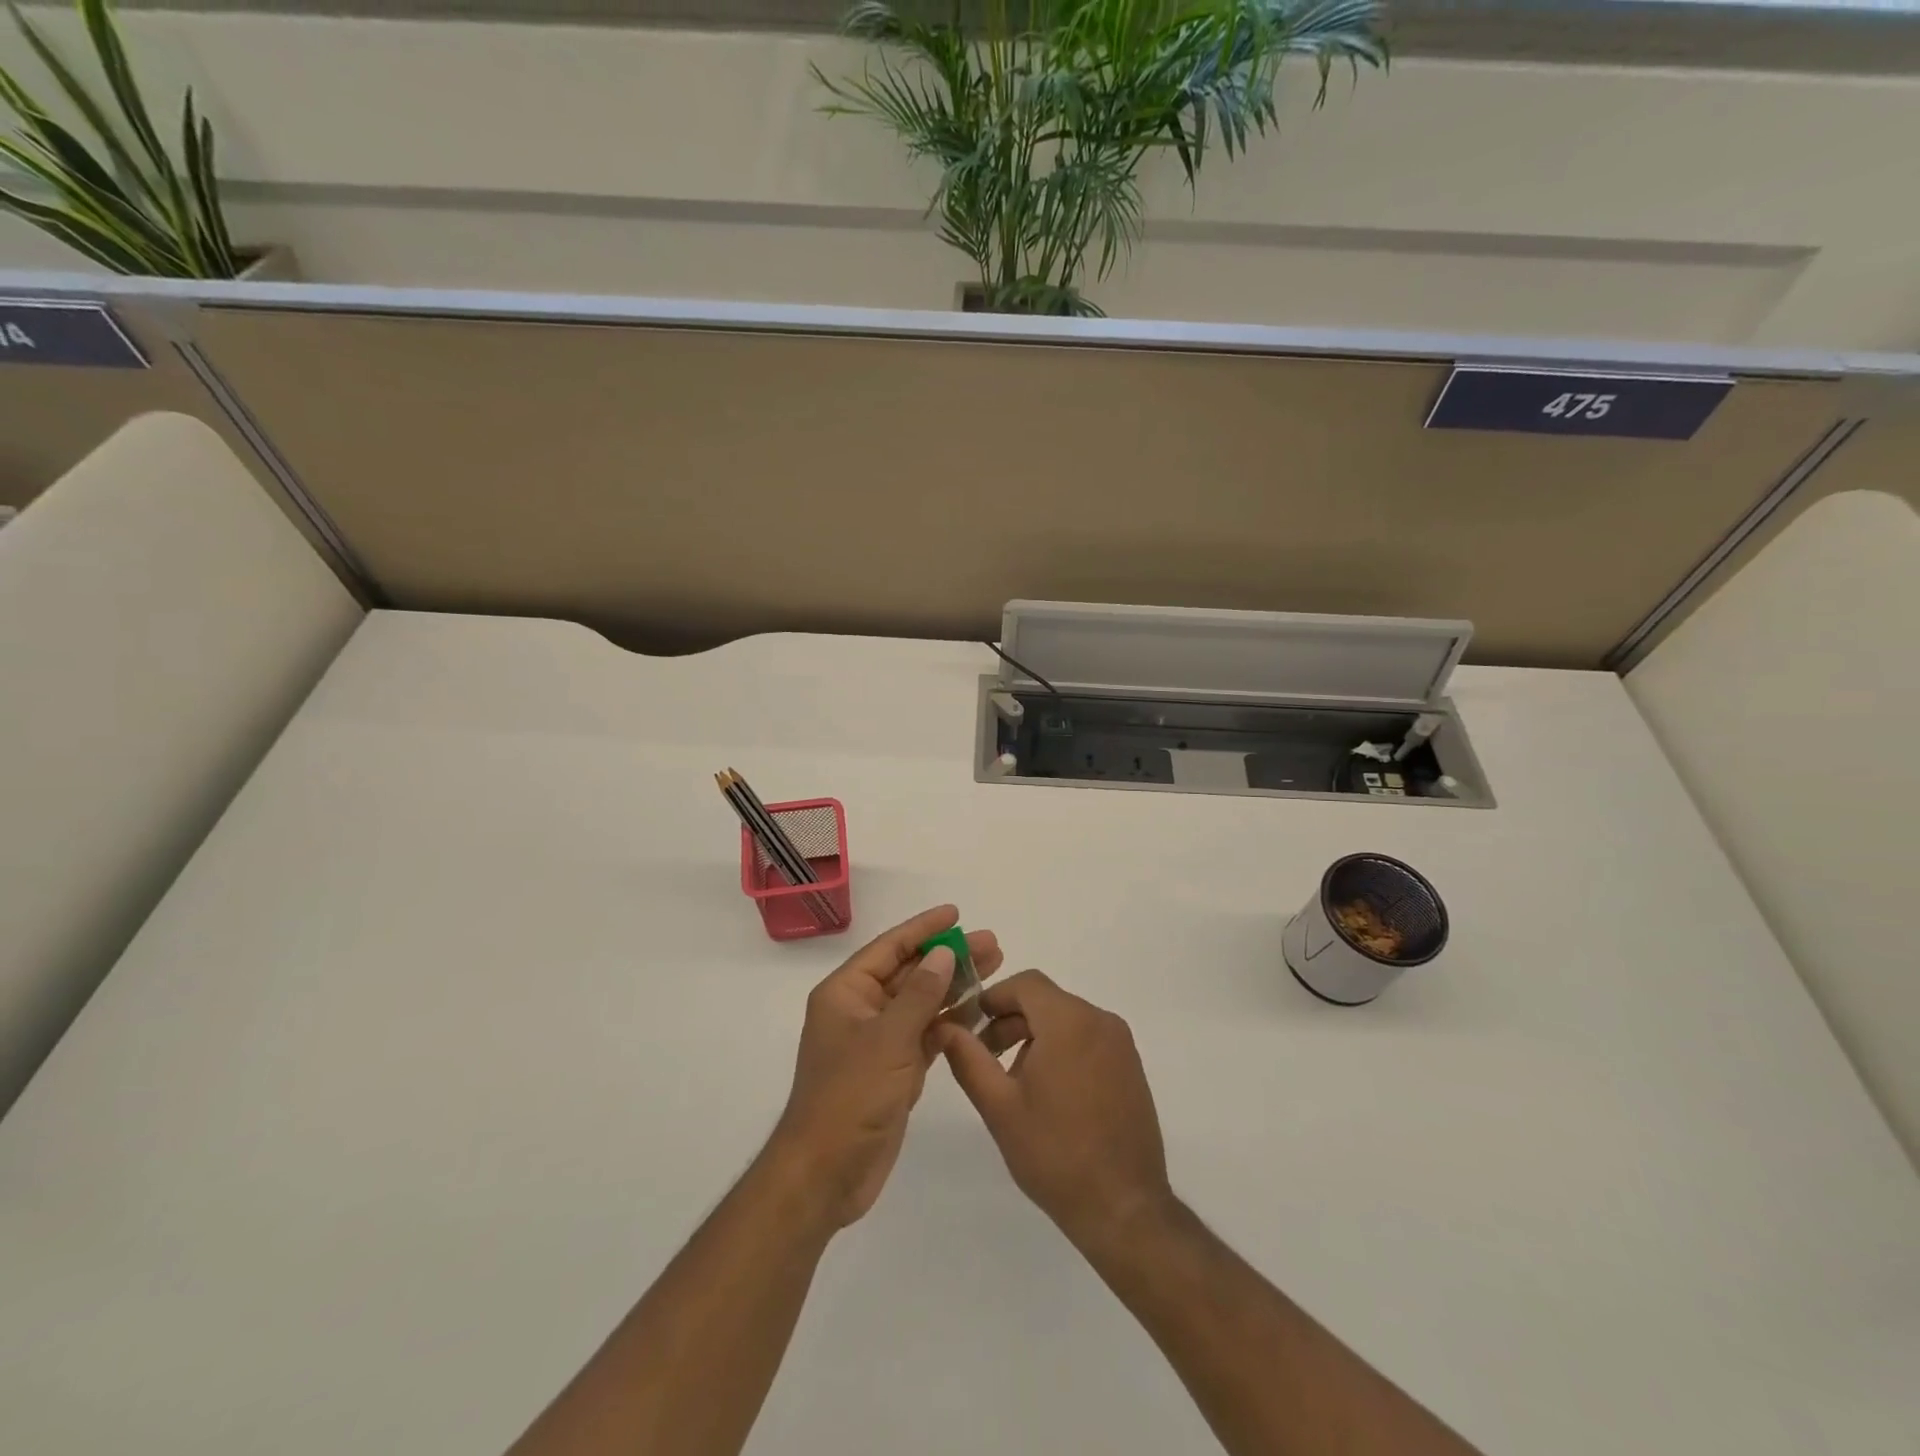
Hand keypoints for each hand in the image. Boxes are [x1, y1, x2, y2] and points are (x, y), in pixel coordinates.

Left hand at [767, 905, 1002, 1231]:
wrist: (826, 1174)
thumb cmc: (851, 1096)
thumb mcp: (888, 1039)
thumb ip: (919, 994)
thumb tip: (943, 954)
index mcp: (846, 993)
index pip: (889, 948)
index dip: (923, 928)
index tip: (956, 913)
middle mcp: (861, 1011)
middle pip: (910, 973)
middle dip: (948, 957)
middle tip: (990, 943)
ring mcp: (878, 1042)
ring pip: (921, 1003)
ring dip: (954, 986)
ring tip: (994, 968)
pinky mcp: (894, 1070)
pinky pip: (926, 1034)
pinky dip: (951, 1022)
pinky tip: (980, 1011)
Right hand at [936, 971, 1172, 1250]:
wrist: (1124, 1209)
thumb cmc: (1055, 1154)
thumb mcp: (999, 1106)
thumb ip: (968, 1058)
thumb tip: (943, 1026)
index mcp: (1069, 1021)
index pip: (1025, 983)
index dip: (994, 997)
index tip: (971, 1025)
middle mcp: (1100, 1021)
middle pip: (1046, 1000)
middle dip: (1011, 1020)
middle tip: (984, 1056)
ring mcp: (1120, 1044)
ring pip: (1066, 1019)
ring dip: (1035, 1036)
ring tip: (1014, 1081)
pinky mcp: (1131, 1066)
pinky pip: (1088, 1038)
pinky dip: (1062, 1048)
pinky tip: (1048, 1092)